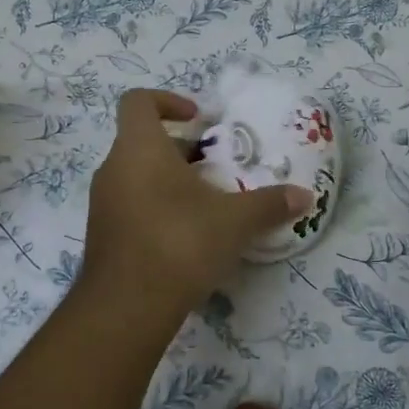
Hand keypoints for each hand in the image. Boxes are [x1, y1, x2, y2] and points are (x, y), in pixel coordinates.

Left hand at [78, 90, 311, 329]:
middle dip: (181, 149)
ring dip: (169, 180)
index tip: (198, 119)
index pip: (137, 101)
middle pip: (143, 140)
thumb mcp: (234, 221)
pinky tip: (187, 234)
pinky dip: (156, 206)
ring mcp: (103, 202)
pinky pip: (130, 203)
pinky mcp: (103, 233)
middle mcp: (114, 167)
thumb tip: (305, 196)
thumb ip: (269, 204)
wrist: (126, 307)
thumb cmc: (179, 243)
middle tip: (215, 168)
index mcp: (139, 148)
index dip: (167, 100)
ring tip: (207, 203)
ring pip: (137, 174)